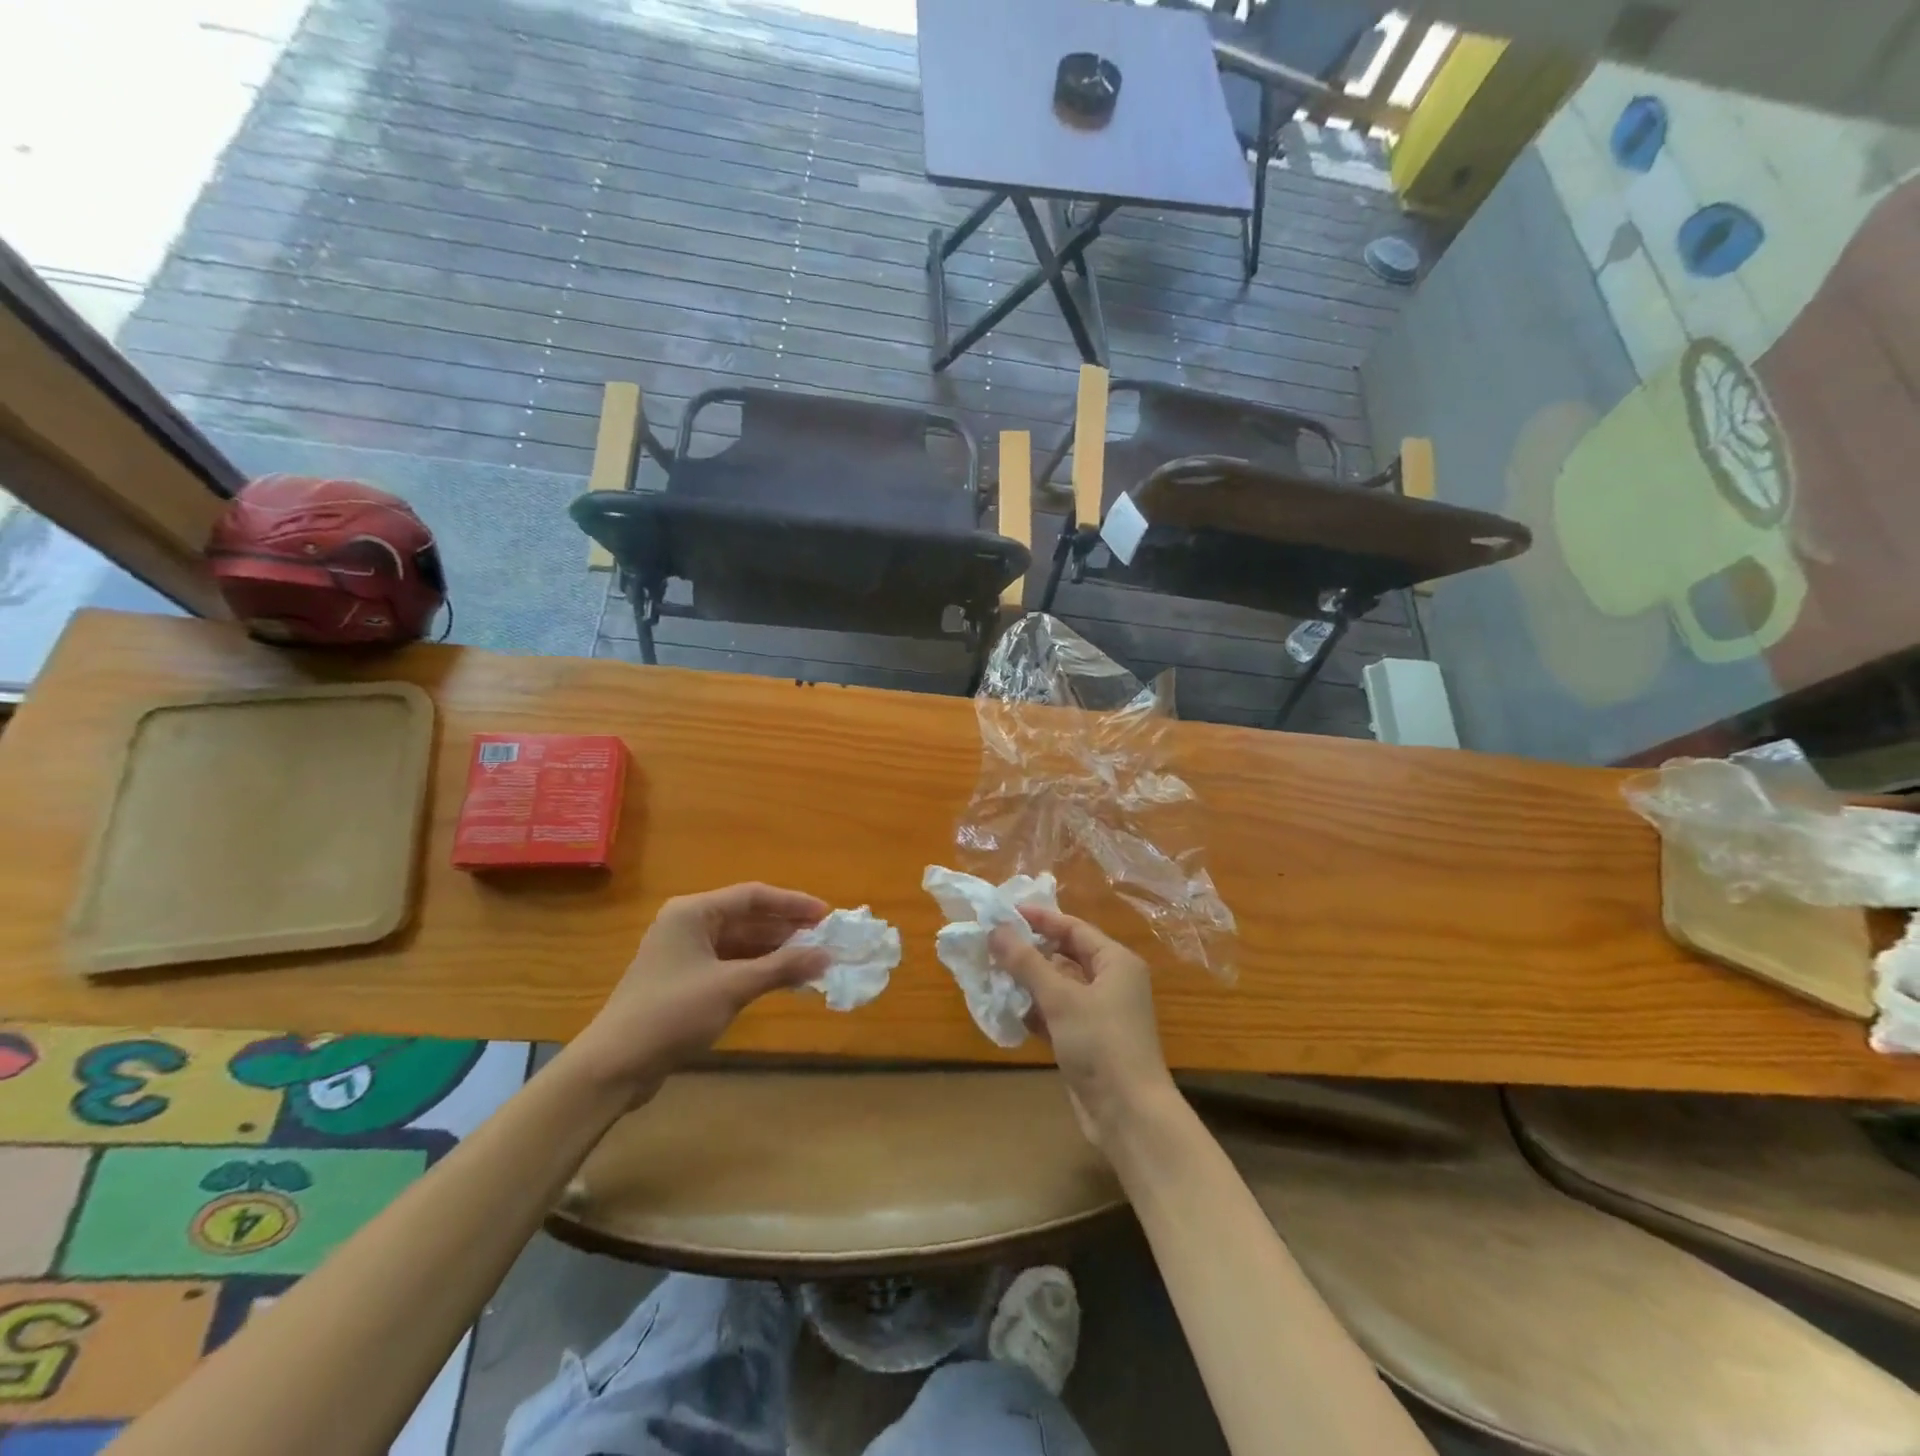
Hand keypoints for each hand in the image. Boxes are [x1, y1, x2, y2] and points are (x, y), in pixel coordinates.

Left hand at [565, 883, 828, 1106]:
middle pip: (748, 918)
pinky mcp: (686, 981)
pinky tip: (785, 980)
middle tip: (825, 941)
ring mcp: (686, 954)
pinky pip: (731, 964)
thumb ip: (782, 967)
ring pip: (741, 943)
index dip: (793, 904)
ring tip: (813, 961)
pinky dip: (758, 970)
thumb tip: (826, 956)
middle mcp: (689, 925)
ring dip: (775, 952)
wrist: (614, 1066)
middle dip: (787, 930)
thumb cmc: (673, 1014)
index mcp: (694, 912)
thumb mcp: (732, 987)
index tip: (827, 916)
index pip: (753, 896)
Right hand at [988, 907, 1177, 1151]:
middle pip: (1065, 955)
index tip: (1003, 914)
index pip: (1073, 928)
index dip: (1039, 919)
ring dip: (1028, 981)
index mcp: (1115, 962)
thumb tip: (996, 930)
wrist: (1128, 1114)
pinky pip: (1057, 1013)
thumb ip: (1026, 962)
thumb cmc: (1101, 1043)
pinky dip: (1035, 1009)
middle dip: (1029, 951)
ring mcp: (1100, 1013)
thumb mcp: (1061, 998)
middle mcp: (1111, 981)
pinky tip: (1007, 1009)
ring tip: (991, 973)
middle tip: (991, 944)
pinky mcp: (1087, 1040)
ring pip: (1058, 986)